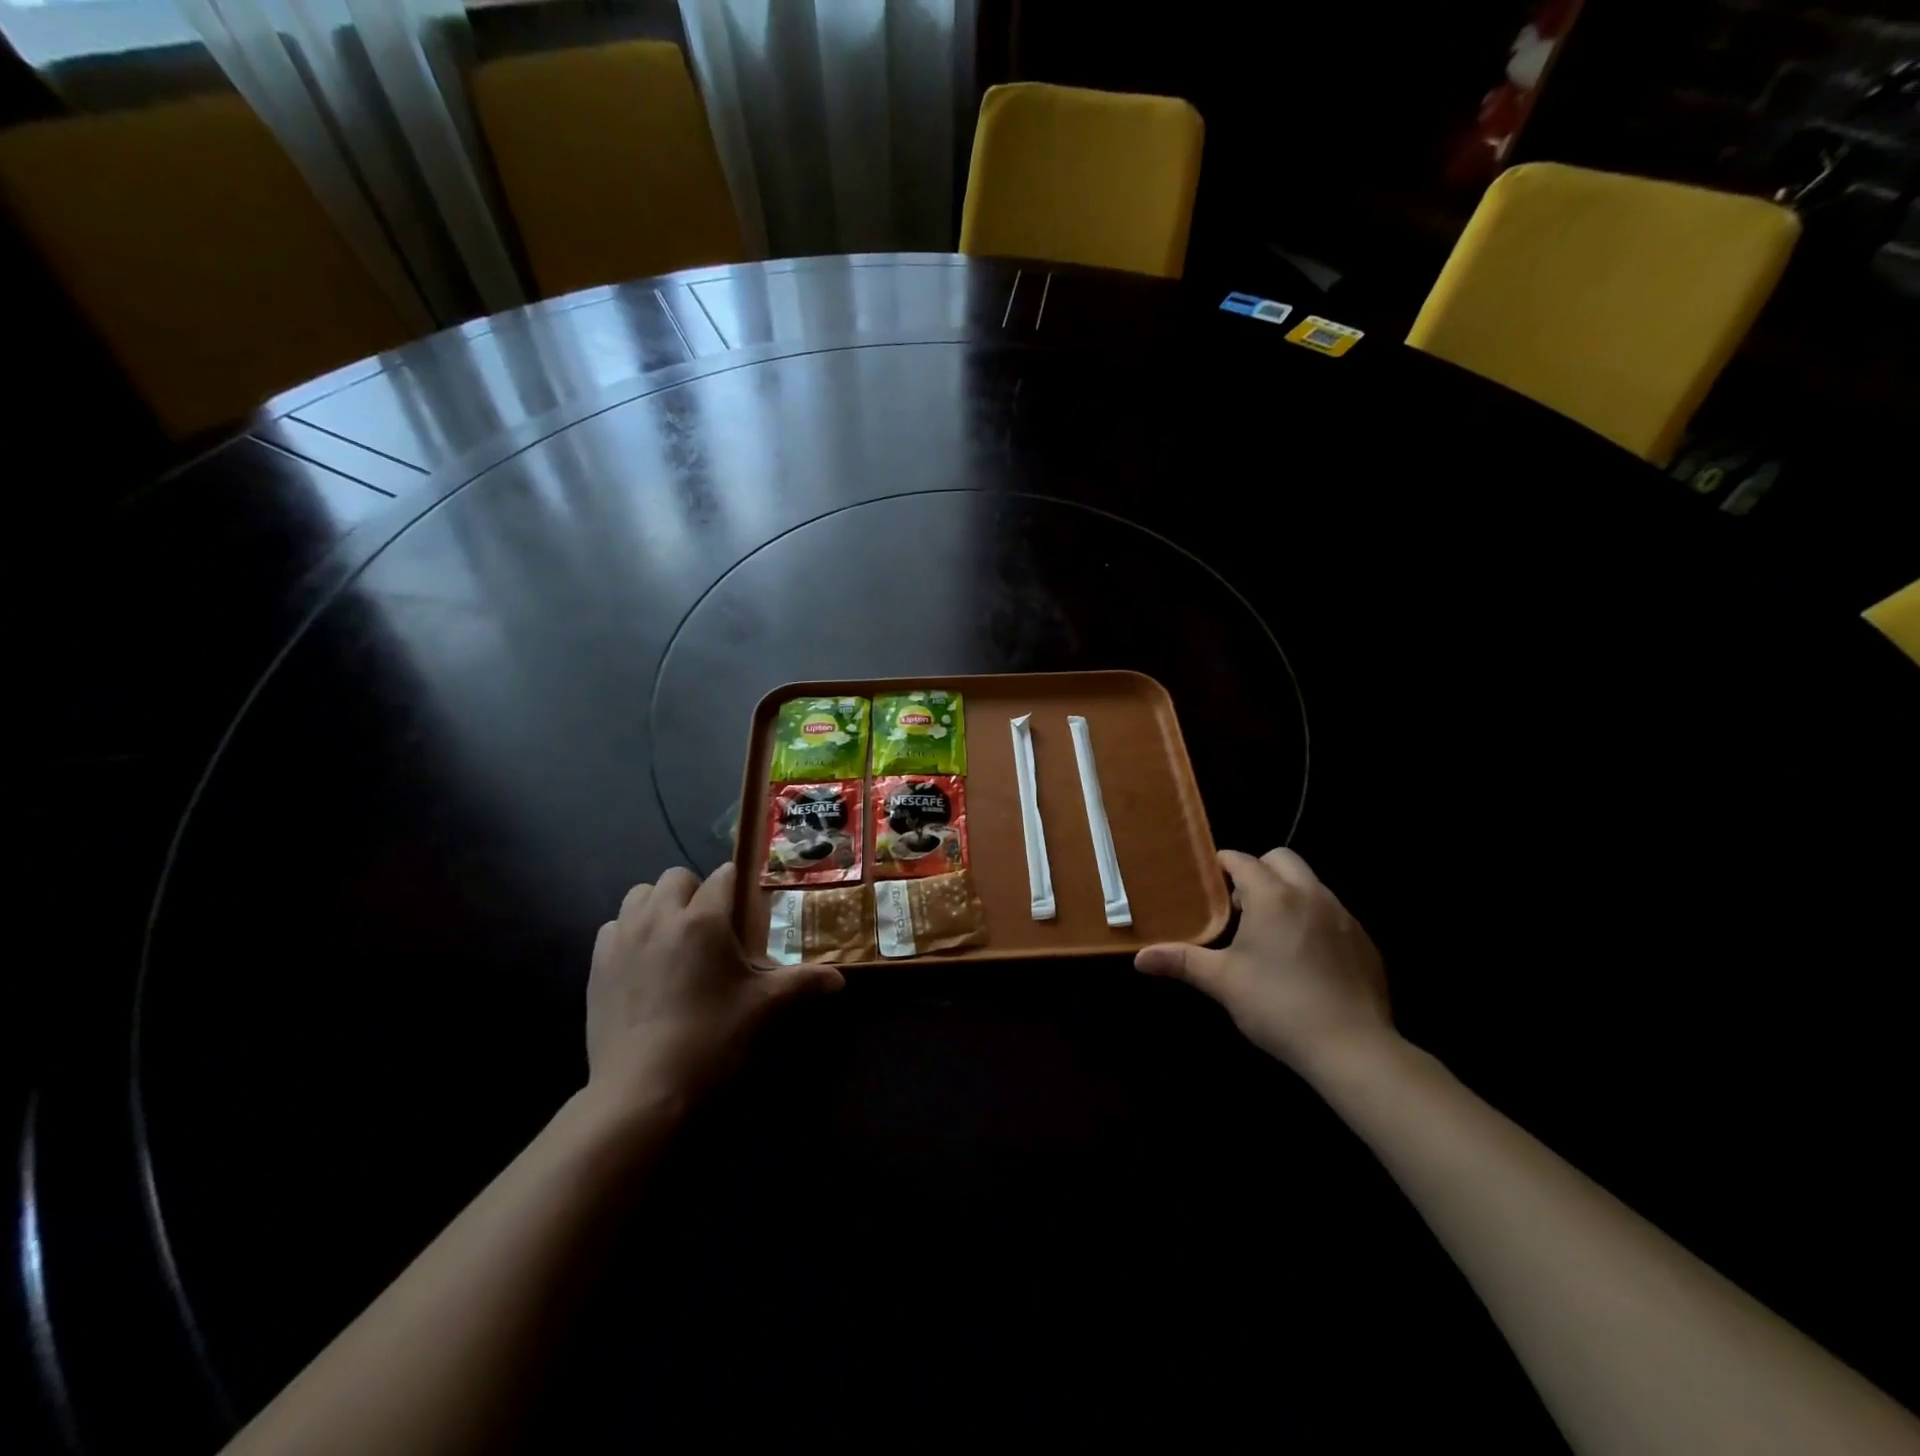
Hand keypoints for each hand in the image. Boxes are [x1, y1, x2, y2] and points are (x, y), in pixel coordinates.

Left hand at [587, 863, 842, 1114]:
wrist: (641, 1088)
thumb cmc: (710, 1037)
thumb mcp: (763, 1007)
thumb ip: (802, 983)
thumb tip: (840, 980)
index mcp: (703, 919)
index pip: (723, 877)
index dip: (737, 885)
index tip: (746, 905)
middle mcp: (660, 916)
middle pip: (676, 877)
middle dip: (696, 890)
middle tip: (711, 925)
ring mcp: (623, 938)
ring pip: (640, 895)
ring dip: (659, 904)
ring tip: (674, 936)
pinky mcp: (597, 963)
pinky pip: (613, 927)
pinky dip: (629, 931)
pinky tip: (643, 961)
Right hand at [1135, 848, 1394, 1076]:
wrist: (1352, 1048)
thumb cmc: (1278, 1005)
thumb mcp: (1222, 982)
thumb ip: (1181, 961)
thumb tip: (1139, 958)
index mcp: (1272, 896)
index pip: (1242, 860)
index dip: (1222, 865)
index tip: (1208, 880)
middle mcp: (1310, 894)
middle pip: (1281, 859)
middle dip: (1259, 870)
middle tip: (1240, 905)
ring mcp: (1343, 916)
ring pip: (1310, 884)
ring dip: (1287, 893)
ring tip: (1270, 931)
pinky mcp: (1364, 941)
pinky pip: (1332, 913)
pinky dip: (1313, 919)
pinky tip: (1304, 957)